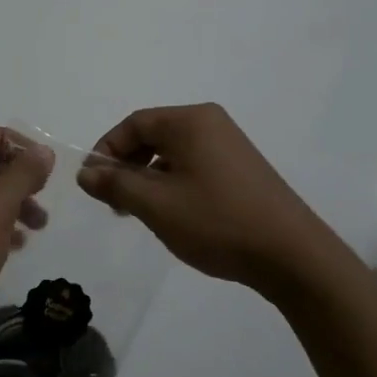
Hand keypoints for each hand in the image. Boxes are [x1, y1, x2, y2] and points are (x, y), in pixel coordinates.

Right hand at [78, 103, 326, 294]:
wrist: (292, 255)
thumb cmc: (217, 222)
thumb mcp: (156, 205)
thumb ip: (115, 185)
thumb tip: (85, 172)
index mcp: (190, 121)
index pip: (133, 124)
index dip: (106, 150)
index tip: (92, 184)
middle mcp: (211, 123)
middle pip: (152, 134)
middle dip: (126, 166)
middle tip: (113, 202)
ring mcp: (229, 145)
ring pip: (172, 153)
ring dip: (147, 178)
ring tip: (139, 213)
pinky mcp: (241, 168)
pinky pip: (193, 165)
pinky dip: (172, 183)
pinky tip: (172, 214)